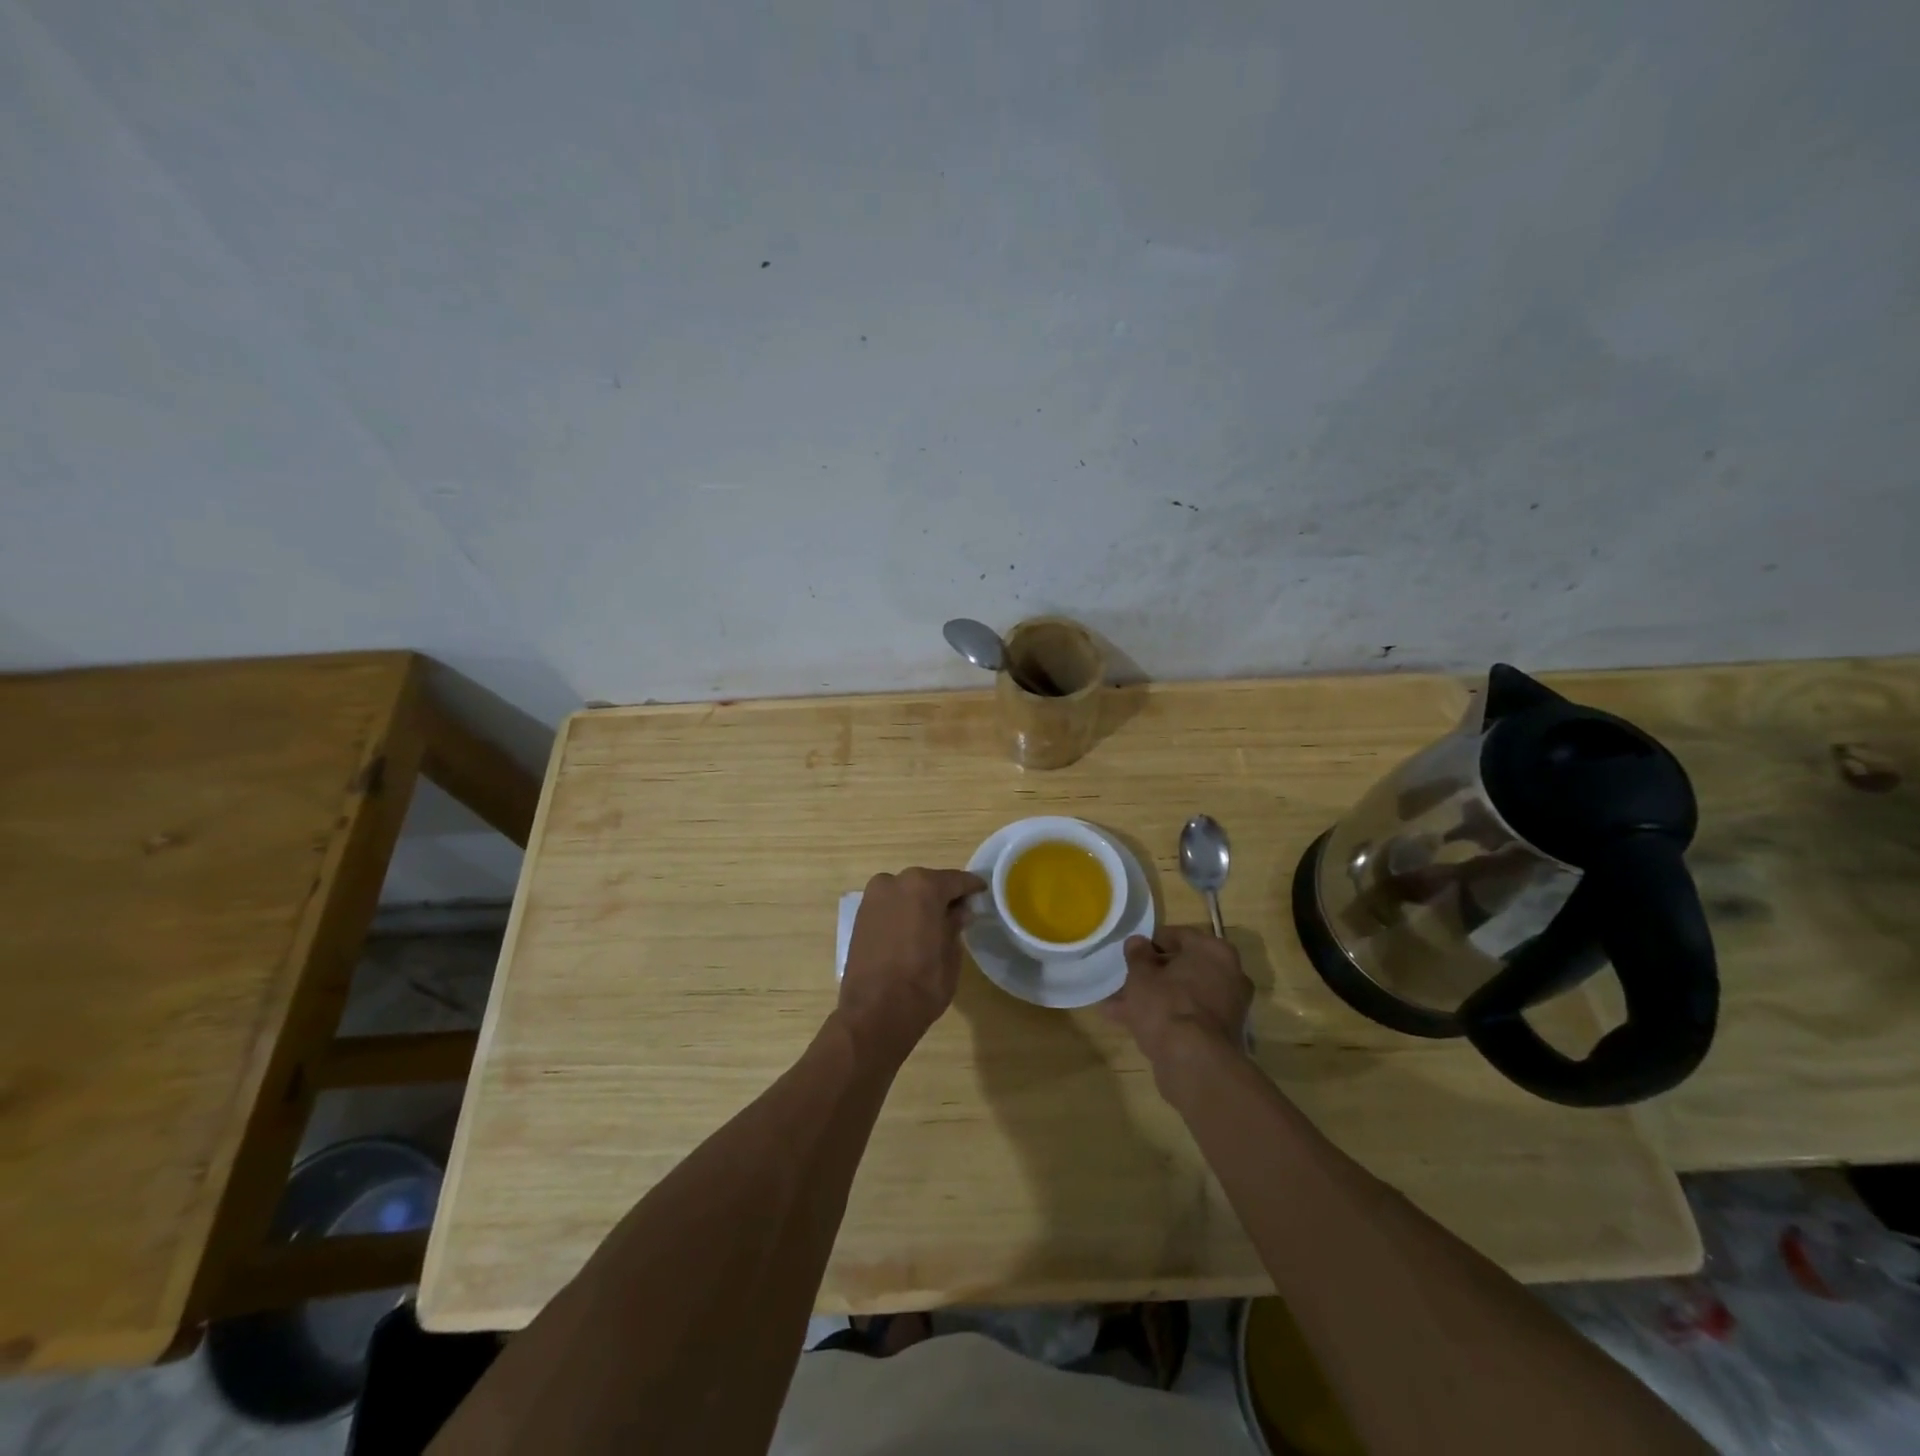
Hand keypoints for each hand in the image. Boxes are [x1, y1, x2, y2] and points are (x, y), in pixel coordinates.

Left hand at [837, 867, 985, 1059]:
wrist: (874, 1013)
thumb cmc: (922, 983)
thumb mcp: (951, 954)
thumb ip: (955, 925)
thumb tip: (960, 911)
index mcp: (924, 886)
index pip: (956, 880)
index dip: (971, 887)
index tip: (982, 891)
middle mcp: (895, 882)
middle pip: (927, 883)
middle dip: (943, 894)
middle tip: (959, 910)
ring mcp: (873, 897)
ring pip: (906, 892)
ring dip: (920, 902)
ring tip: (935, 922)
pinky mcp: (860, 915)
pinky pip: (889, 905)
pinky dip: (902, 911)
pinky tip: (912, 928)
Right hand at [1103, 926, 1252, 1084]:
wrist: (1194, 1062)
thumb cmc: (1167, 1004)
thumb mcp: (1141, 975)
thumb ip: (1137, 955)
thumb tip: (1137, 942)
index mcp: (1213, 950)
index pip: (1178, 936)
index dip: (1150, 943)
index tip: (1130, 953)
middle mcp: (1229, 974)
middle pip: (1182, 968)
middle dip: (1151, 975)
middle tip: (1124, 980)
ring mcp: (1228, 1006)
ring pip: (1182, 994)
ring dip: (1153, 997)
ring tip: (1116, 1006)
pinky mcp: (1221, 1034)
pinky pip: (1188, 1016)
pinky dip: (1165, 1017)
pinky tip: (1132, 1024)